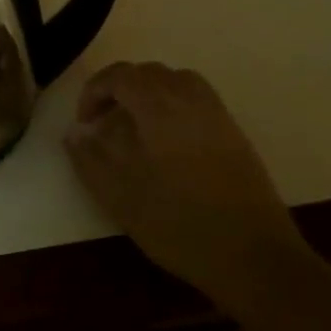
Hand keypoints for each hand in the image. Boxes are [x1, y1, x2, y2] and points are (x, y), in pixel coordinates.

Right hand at [63, 62, 298, 285]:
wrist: (255, 257)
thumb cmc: (180, 225)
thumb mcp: (122, 197)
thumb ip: (91, 160)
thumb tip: (75, 133)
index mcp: (160, 108)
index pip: (121, 76)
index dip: (95, 91)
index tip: (84, 123)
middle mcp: (191, 100)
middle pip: (149, 73)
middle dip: (119, 90)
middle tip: (103, 125)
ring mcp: (218, 115)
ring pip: (176, 82)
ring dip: (147, 94)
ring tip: (133, 128)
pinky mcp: (234, 134)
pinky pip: (196, 100)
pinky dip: (172, 105)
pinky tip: (165, 144)